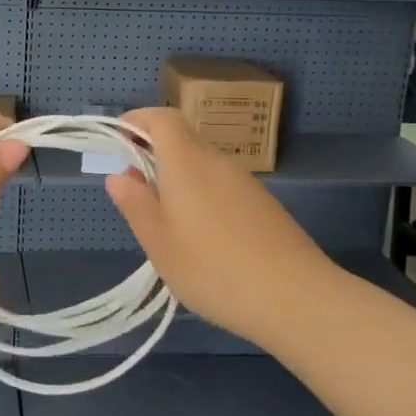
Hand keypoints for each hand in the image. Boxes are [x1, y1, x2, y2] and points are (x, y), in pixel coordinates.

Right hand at [104, 108, 335, 346]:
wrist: (296, 298)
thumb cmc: (214, 269)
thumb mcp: (159, 242)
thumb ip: (135, 204)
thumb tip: (119, 175)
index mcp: (187, 162)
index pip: (162, 118)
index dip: (138, 121)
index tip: (119, 138)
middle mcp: (217, 162)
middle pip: (182, 140)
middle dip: (153, 155)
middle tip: (135, 192)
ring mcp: (245, 182)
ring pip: (202, 165)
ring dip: (177, 179)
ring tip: (165, 223)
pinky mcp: (263, 204)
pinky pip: (221, 185)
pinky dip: (201, 196)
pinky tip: (201, 239)